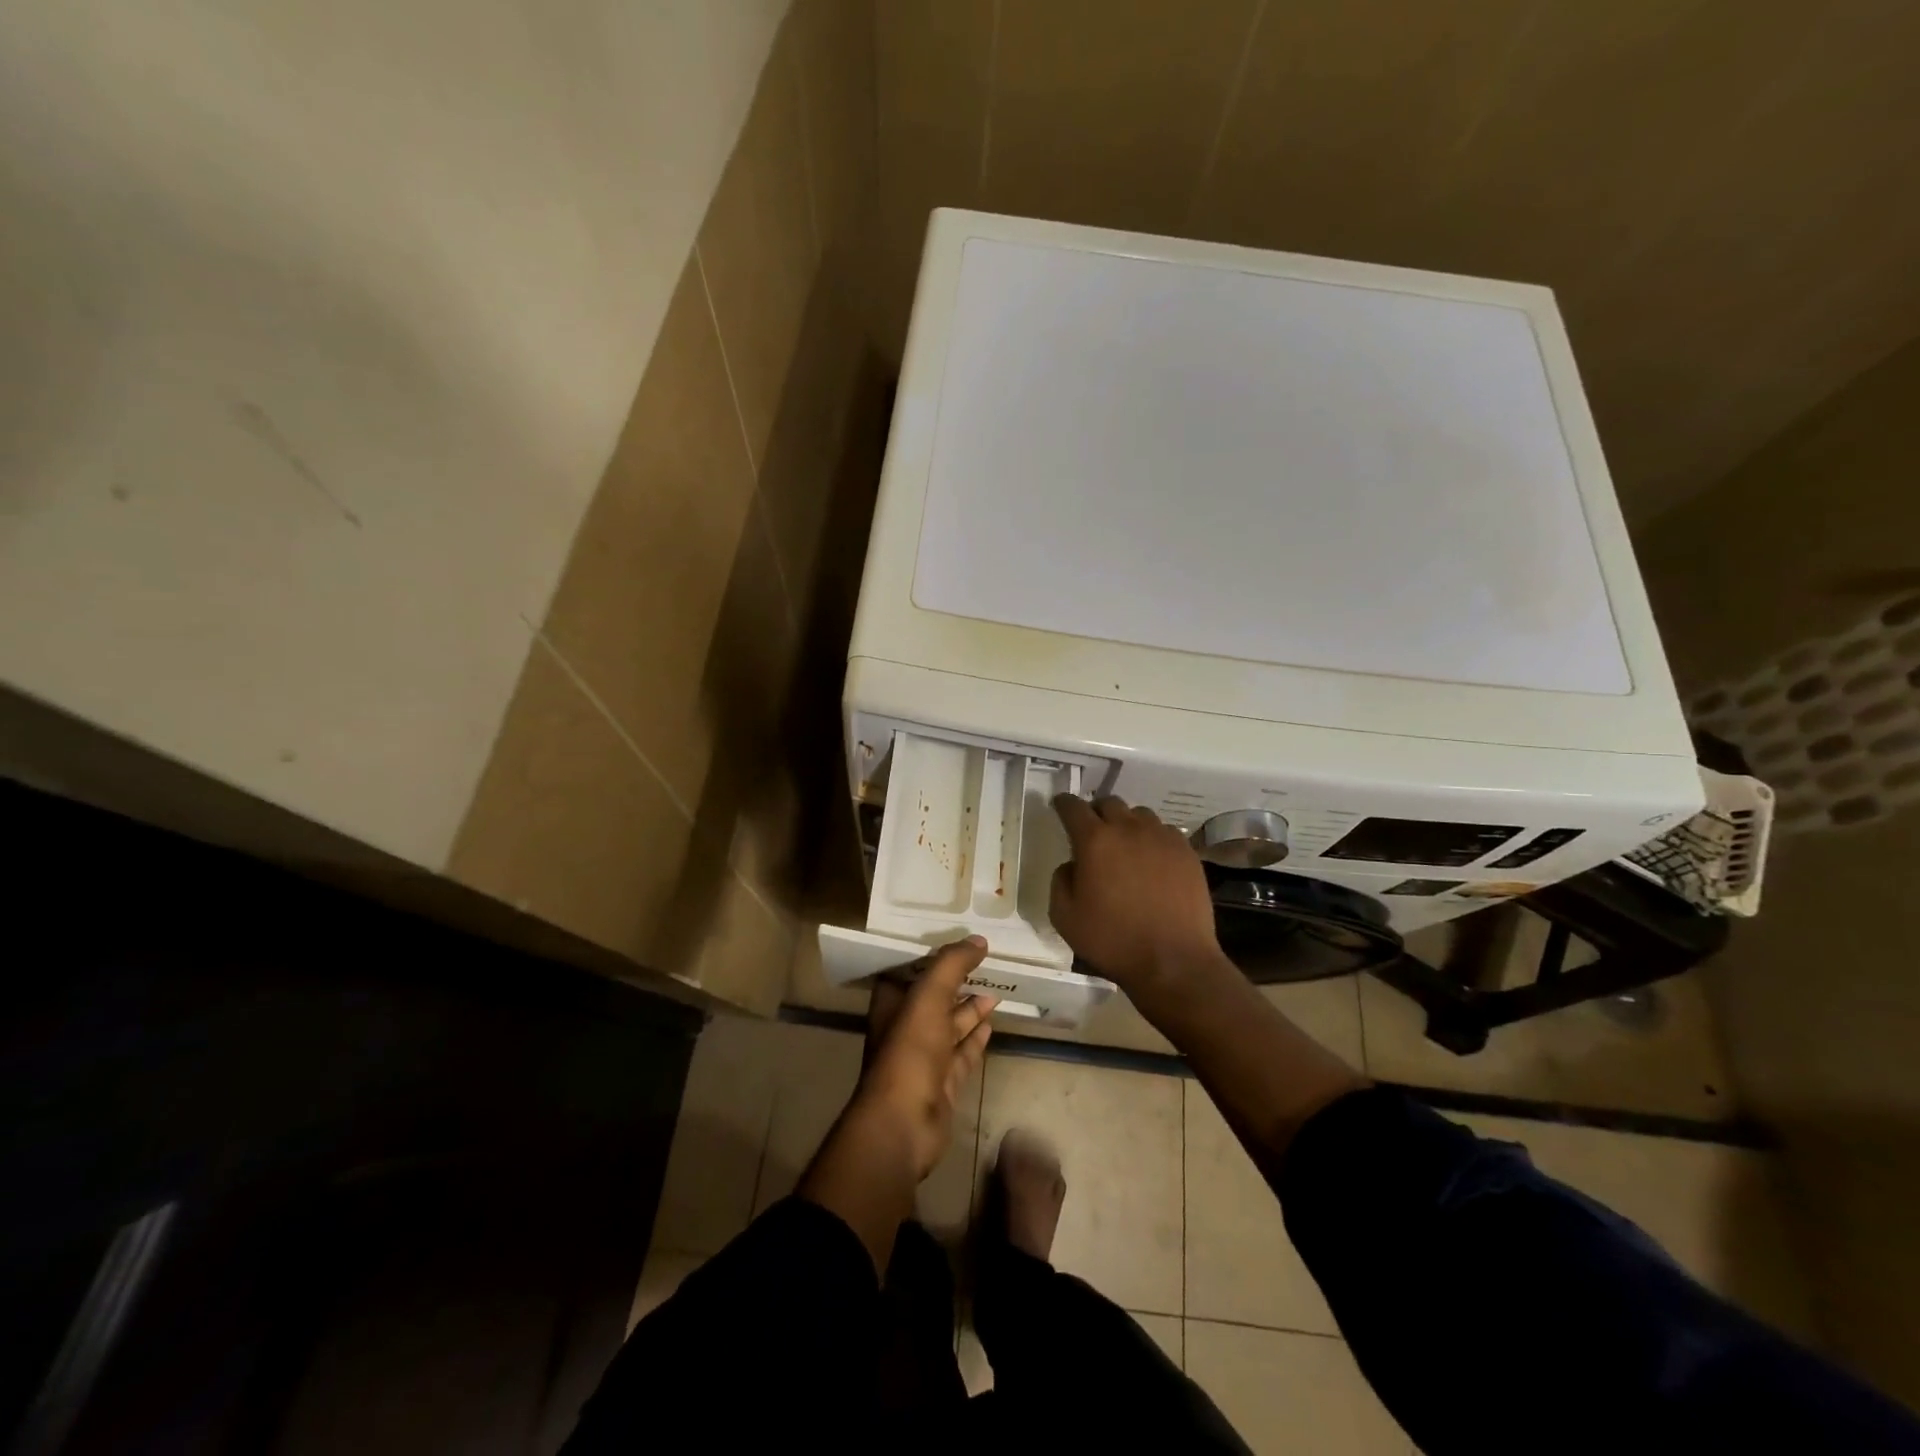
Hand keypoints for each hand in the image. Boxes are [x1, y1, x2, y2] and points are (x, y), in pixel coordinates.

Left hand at [848, 936, 997, 1179]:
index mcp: (891, 1004)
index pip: (909, 970)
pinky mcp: (943, 1082)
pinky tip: (991, 1023)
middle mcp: (905, 1027)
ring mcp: (924, 1057)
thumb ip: (952, 964)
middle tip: (984, 962)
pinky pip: (962, 1052)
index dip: (930, 955)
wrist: (905, 1122)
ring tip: (996, 989)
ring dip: (970, 1008)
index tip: (954, 939)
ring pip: (950, 1025)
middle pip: (933, 997)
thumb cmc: (910, 1050)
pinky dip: (976, 1037)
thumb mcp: (929, 996)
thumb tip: (979, 940)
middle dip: (956, 981)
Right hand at [1050, 795, 1225, 998]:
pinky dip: (1153, 839)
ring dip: (1127, 824)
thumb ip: (1061, 881)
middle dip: (1096, 812)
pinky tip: (1153, 861)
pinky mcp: (1186, 852)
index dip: (1063, 804)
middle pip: (1109, 803)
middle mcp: (1128, 829)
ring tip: (1126, 846)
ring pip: (1139, 815)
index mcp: (1095, 841)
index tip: (1059, 806)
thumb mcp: (1065, 917)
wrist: (1174, 961)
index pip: (1073, 807)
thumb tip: (1072, 865)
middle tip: (1093, 831)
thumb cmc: (1113, 940)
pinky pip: (1165, 832)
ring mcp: (1162, 837)